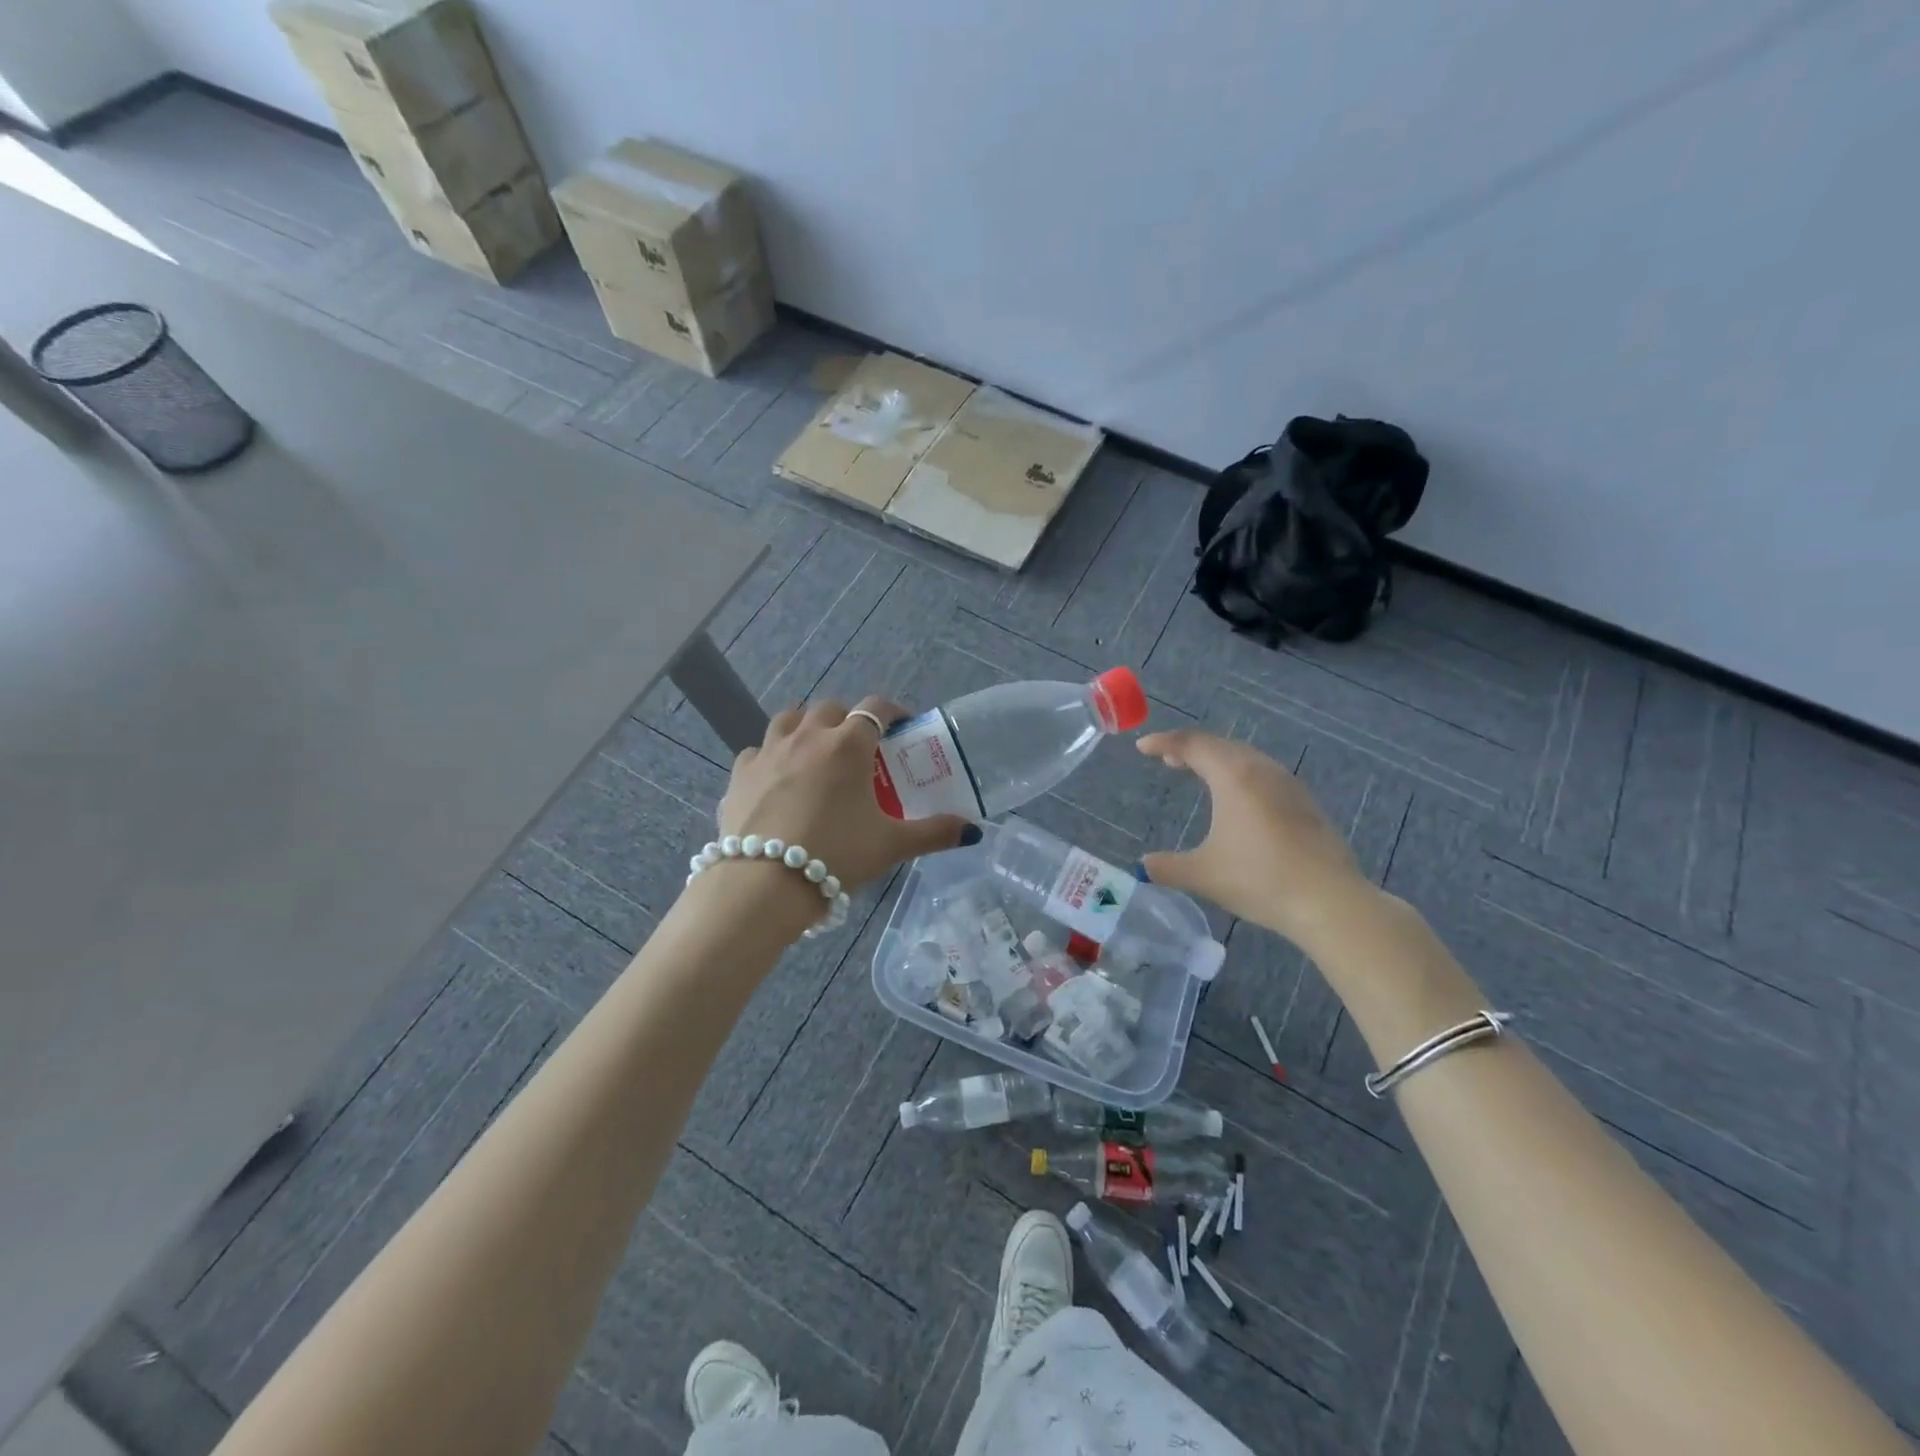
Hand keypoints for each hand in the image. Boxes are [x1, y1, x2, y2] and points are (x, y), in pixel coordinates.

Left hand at [718, 696, 973, 896]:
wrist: (763, 883)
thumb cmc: (836, 856)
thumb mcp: (891, 845)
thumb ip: (934, 833)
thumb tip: (973, 831)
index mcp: (847, 745)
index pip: (875, 709)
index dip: (892, 712)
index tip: (902, 727)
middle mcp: (807, 736)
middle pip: (829, 708)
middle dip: (847, 719)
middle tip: (859, 748)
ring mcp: (768, 752)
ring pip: (788, 719)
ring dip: (806, 727)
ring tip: (815, 752)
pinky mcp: (739, 774)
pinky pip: (757, 751)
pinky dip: (770, 756)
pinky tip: (776, 779)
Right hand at [1136, 729, 1375, 946]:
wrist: (1330, 901)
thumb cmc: (1260, 880)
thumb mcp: (1203, 875)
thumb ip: (1167, 867)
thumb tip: (1144, 865)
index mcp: (1234, 777)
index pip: (1192, 745)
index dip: (1164, 742)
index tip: (1142, 746)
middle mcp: (1262, 771)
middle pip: (1221, 745)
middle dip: (1191, 748)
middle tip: (1168, 759)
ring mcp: (1289, 785)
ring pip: (1246, 758)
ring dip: (1218, 760)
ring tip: (1199, 774)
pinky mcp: (1306, 804)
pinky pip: (1264, 774)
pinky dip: (1241, 775)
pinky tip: (1239, 800)